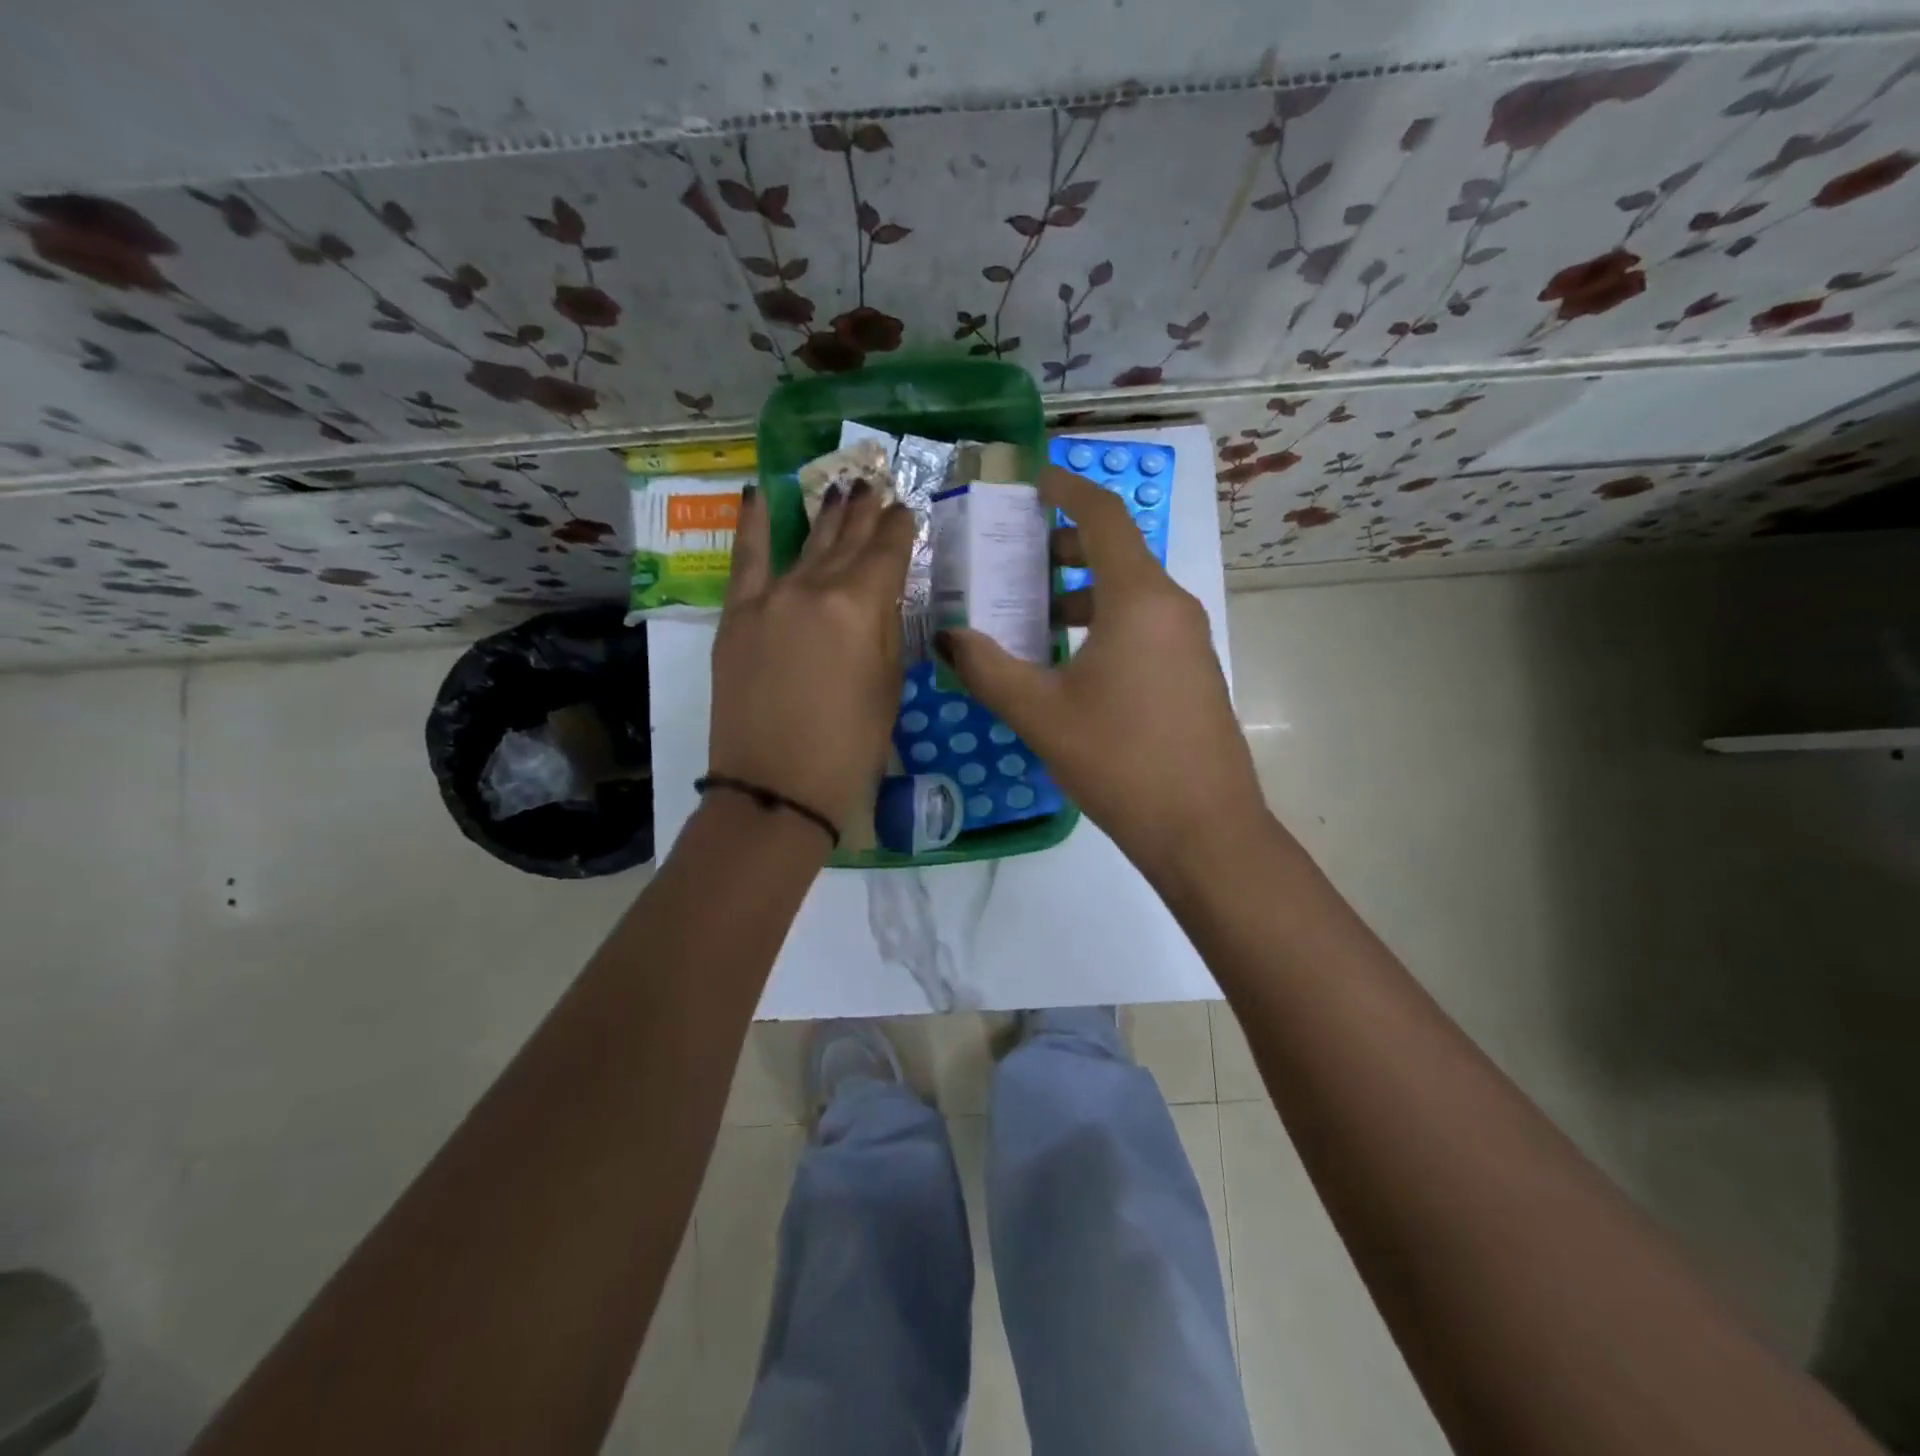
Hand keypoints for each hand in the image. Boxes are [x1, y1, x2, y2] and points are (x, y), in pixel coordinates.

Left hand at [708, 481, 914, 842]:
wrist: (777, 787)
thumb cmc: (850, 748)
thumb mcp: (888, 687)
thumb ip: (886, 631)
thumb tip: (881, 597)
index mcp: (860, 607)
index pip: (886, 553)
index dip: (898, 528)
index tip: (905, 509)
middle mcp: (814, 588)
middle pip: (845, 541)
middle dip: (863, 512)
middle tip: (874, 485)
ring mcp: (770, 598)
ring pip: (804, 544)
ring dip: (824, 514)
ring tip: (839, 486)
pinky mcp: (737, 615)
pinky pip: (745, 559)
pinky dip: (751, 525)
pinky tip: (758, 494)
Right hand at [935, 466, 1267, 881]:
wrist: (1204, 829)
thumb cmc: (1120, 760)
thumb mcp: (1041, 713)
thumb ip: (986, 667)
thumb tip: (945, 636)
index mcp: (1138, 599)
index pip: (1102, 517)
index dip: (1065, 489)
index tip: (1030, 481)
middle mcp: (1171, 606)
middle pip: (1115, 552)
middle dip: (1062, 547)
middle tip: (1012, 560)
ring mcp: (1188, 641)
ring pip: (1128, 593)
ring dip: (1079, 592)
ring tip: (1030, 616)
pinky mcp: (1190, 673)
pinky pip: (1142, 626)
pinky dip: (1101, 623)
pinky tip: (1067, 663)